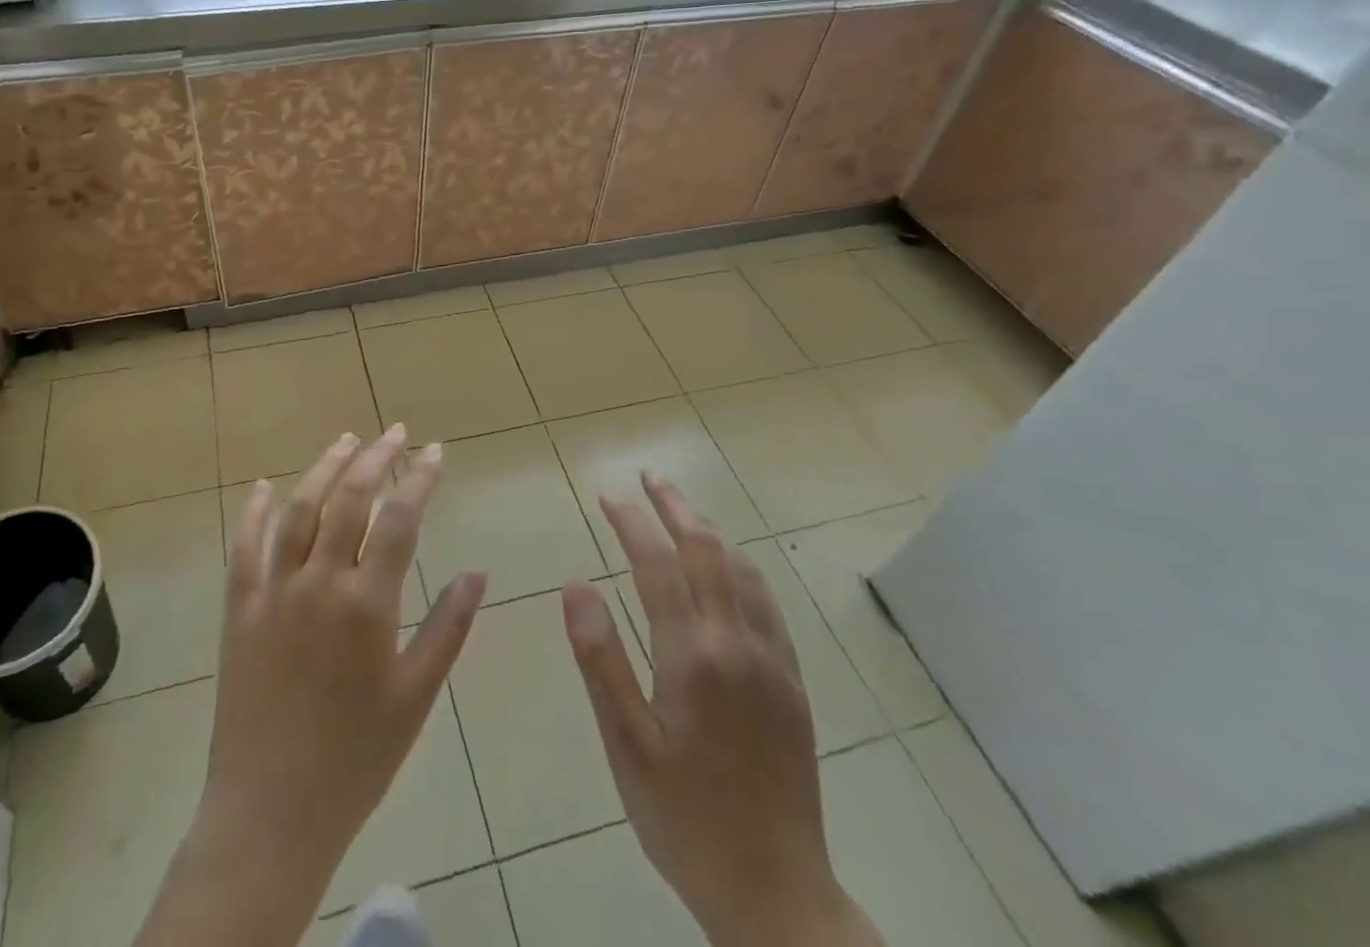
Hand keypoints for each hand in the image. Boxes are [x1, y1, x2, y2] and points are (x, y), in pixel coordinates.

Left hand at [133, 425, 485, 946]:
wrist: (272, 813)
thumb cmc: (356, 758)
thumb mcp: (416, 697)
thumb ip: (448, 628)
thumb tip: (477, 572)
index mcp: (367, 604)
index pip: (400, 519)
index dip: (419, 478)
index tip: (434, 451)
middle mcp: (319, 584)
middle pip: (349, 499)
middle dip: (375, 458)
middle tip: (394, 432)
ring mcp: (273, 592)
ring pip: (298, 510)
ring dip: (323, 469)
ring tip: (345, 441)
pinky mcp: (239, 610)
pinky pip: (243, 549)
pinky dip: (252, 513)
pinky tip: (262, 488)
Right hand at [561, 473, 881, 946]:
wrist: (775, 893)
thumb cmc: (683, 818)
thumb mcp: (626, 746)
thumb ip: (601, 660)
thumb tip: (576, 586)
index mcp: (692, 656)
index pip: (656, 564)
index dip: (630, 522)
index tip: (607, 495)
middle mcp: (737, 643)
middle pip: (707, 551)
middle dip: (675, 506)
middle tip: (648, 476)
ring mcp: (772, 661)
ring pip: (743, 571)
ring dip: (710, 530)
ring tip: (682, 510)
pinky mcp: (793, 683)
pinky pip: (767, 604)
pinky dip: (742, 568)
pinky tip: (730, 569)